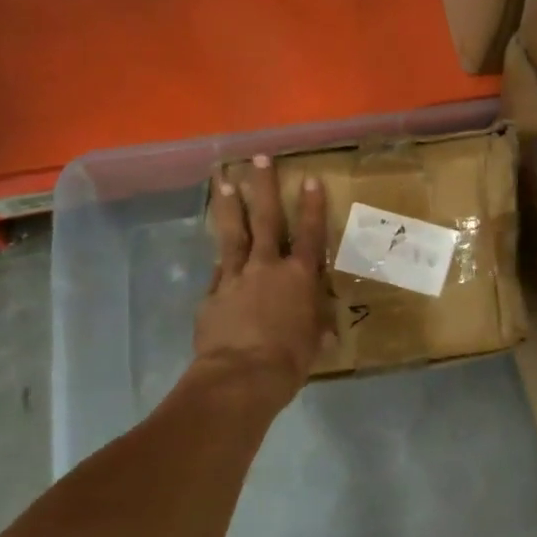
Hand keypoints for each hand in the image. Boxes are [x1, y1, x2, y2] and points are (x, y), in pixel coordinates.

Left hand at [195, 154, 330, 394]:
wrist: (240, 377)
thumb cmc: (289, 360)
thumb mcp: (312, 344)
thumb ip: (316, 330)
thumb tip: (324, 332)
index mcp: (299, 277)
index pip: (308, 234)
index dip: (312, 206)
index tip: (309, 178)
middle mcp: (267, 268)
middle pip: (265, 219)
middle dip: (263, 187)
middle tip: (258, 159)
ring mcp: (235, 278)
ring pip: (232, 234)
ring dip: (229, 206)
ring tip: (224, 182)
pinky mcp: (212, 295)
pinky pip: (218, 272)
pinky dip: (221, 261)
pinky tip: (217, 252)